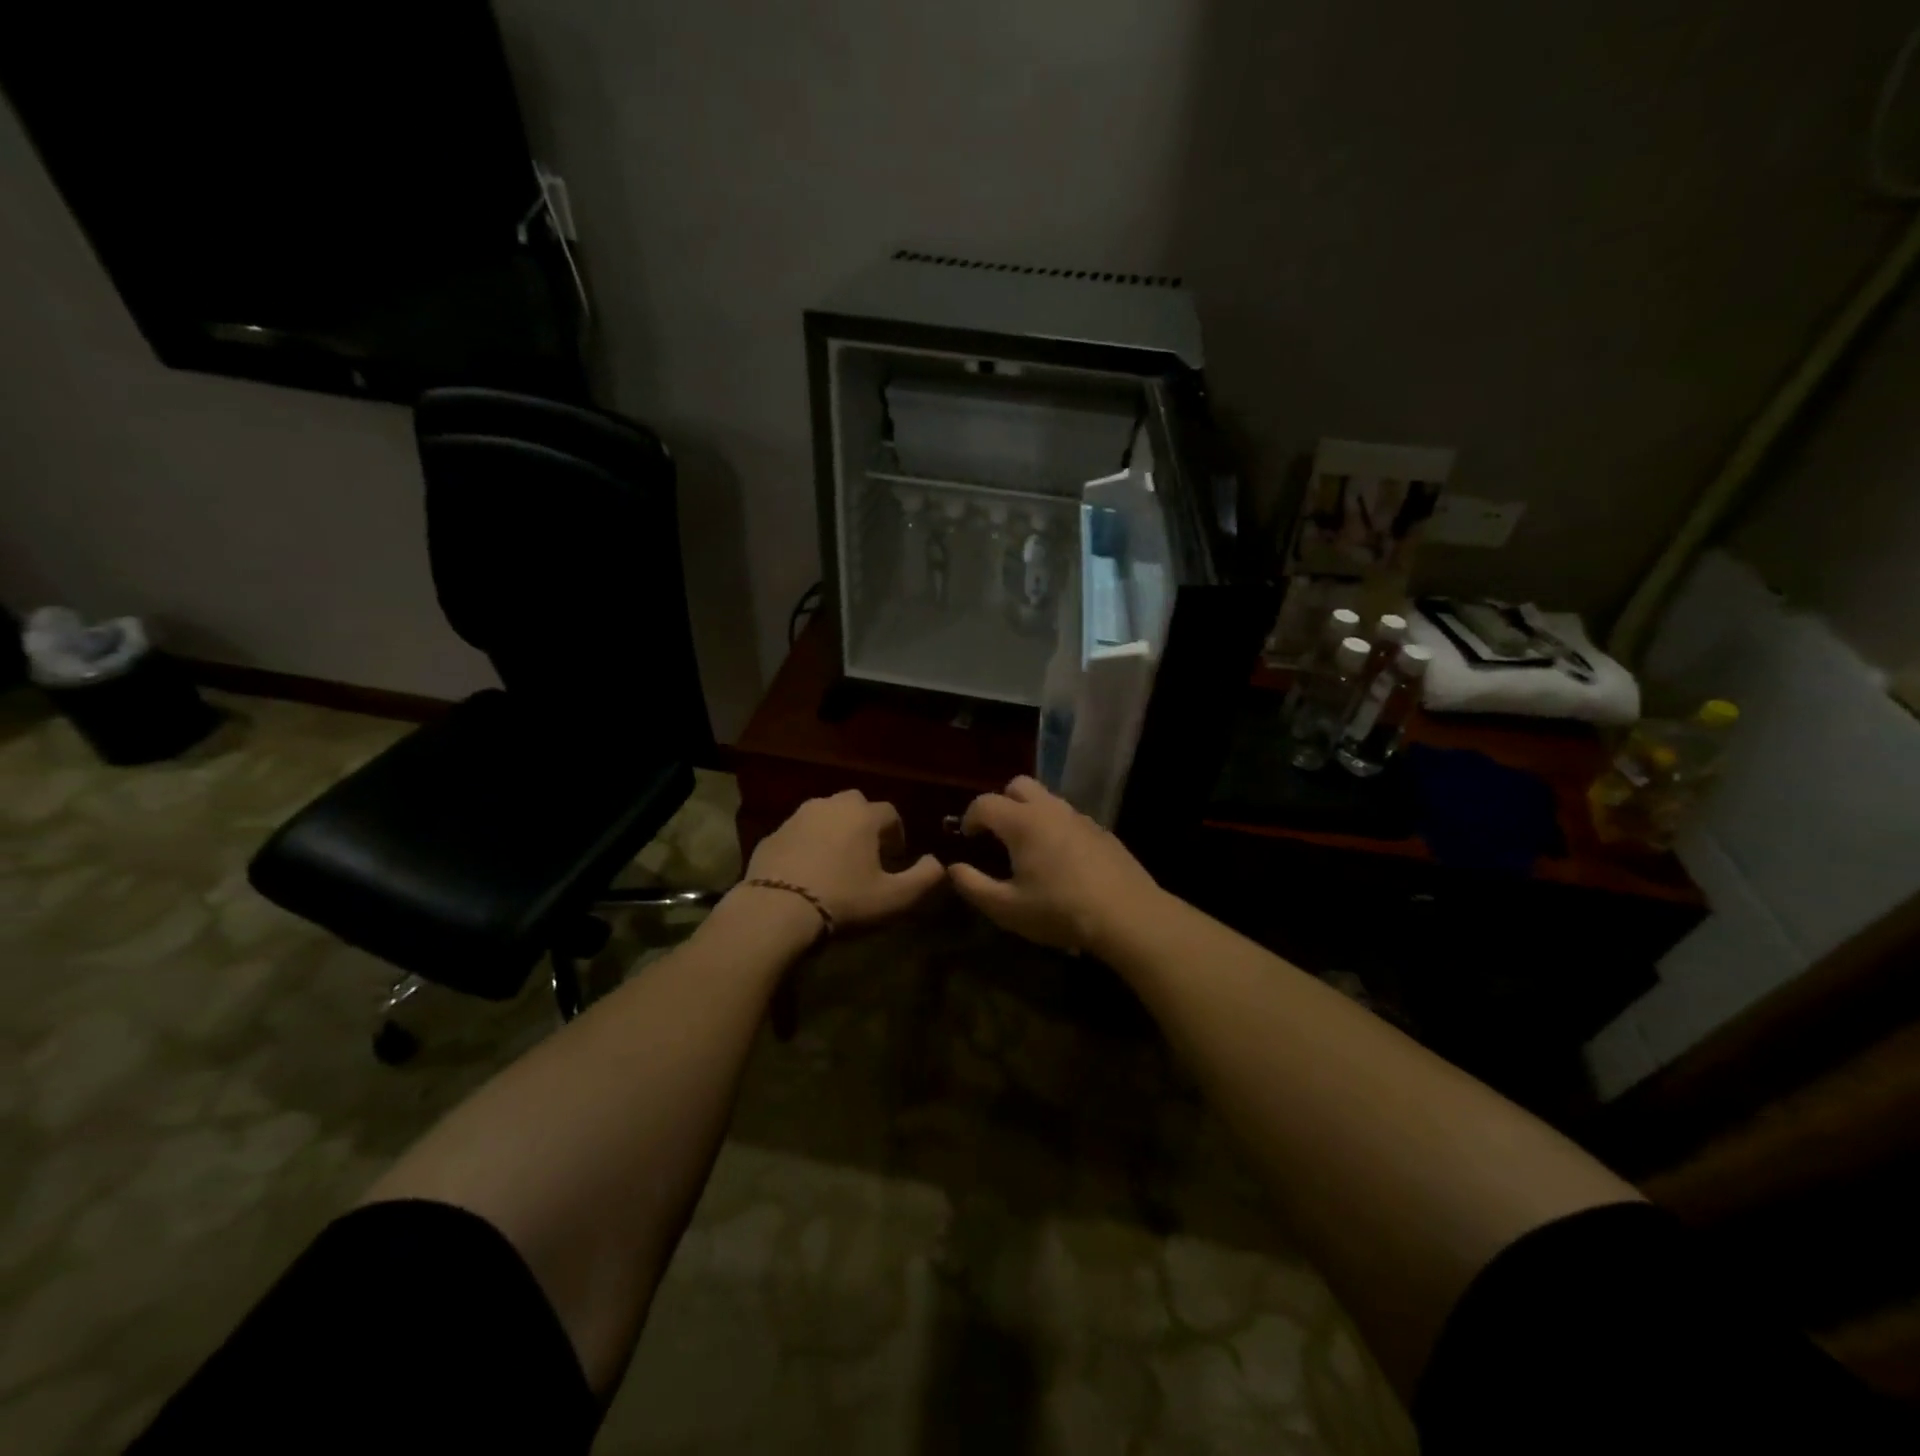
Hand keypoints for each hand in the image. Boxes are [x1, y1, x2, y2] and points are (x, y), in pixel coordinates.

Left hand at [743, 790, 944, 929]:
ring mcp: (796, 818)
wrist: (775, 911)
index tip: (895, 861)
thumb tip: (937, 863)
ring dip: (835, 832)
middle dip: (865, 826)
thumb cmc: (844, 901)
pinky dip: (807, 845)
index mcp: (863, 815)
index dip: (896, 835)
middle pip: (856, 806)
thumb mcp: (896, 898)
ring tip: (836, 864)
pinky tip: (807, 873)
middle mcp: (830, 806)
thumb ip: (926, 878)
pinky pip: (798, 834)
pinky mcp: (772, 835)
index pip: (890, 814)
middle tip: (866, 857)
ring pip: (825, 816)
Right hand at [947, 776, 1162, 952]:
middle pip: (1018, 785)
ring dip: (1030, 814)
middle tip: (997, 834)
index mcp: (1022, 822)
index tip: (967, 838)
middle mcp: (1050, 809)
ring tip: (1028, 848)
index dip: (970, 817)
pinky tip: (1061, 861)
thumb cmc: (1059, 910)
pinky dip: (1056, 828)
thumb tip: (953, 869)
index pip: (985, 803)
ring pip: (1047, 800)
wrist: (1127, 914)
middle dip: (1002, 802)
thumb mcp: (1007, 908)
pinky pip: (1069, 818)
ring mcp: (1080, 817)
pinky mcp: (1102, 831)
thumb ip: (973, 886)